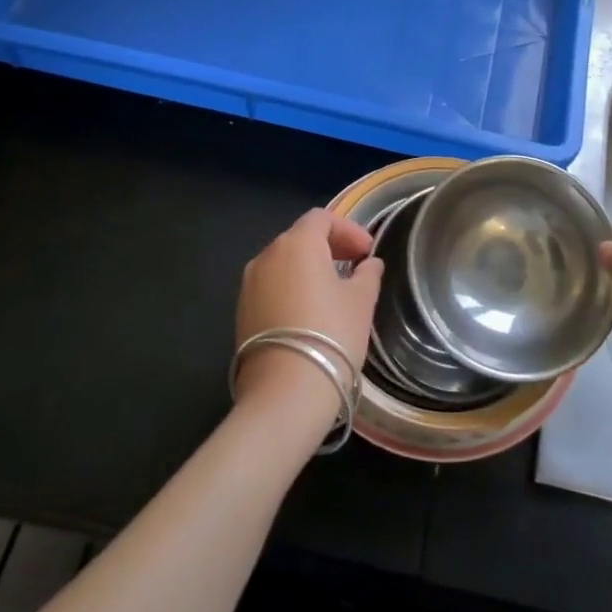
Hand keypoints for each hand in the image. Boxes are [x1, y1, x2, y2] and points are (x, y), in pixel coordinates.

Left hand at [234, 209, 382, 433]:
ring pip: (283, 263)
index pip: (321, 218)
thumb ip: (367, 275)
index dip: (348, 229)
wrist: (285, 392)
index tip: (367, 252)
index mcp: (296, 244)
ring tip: (334, 290)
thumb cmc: (331, 335)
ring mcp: (249, 284)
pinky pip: (271, 286)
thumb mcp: (360, 302)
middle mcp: (267, 256)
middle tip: (355, 265)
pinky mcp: (242, 311)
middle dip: (329, 246)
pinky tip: (310, 312)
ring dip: (309, 267)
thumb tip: (369, 264)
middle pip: (299, 237)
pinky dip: (292, 288)